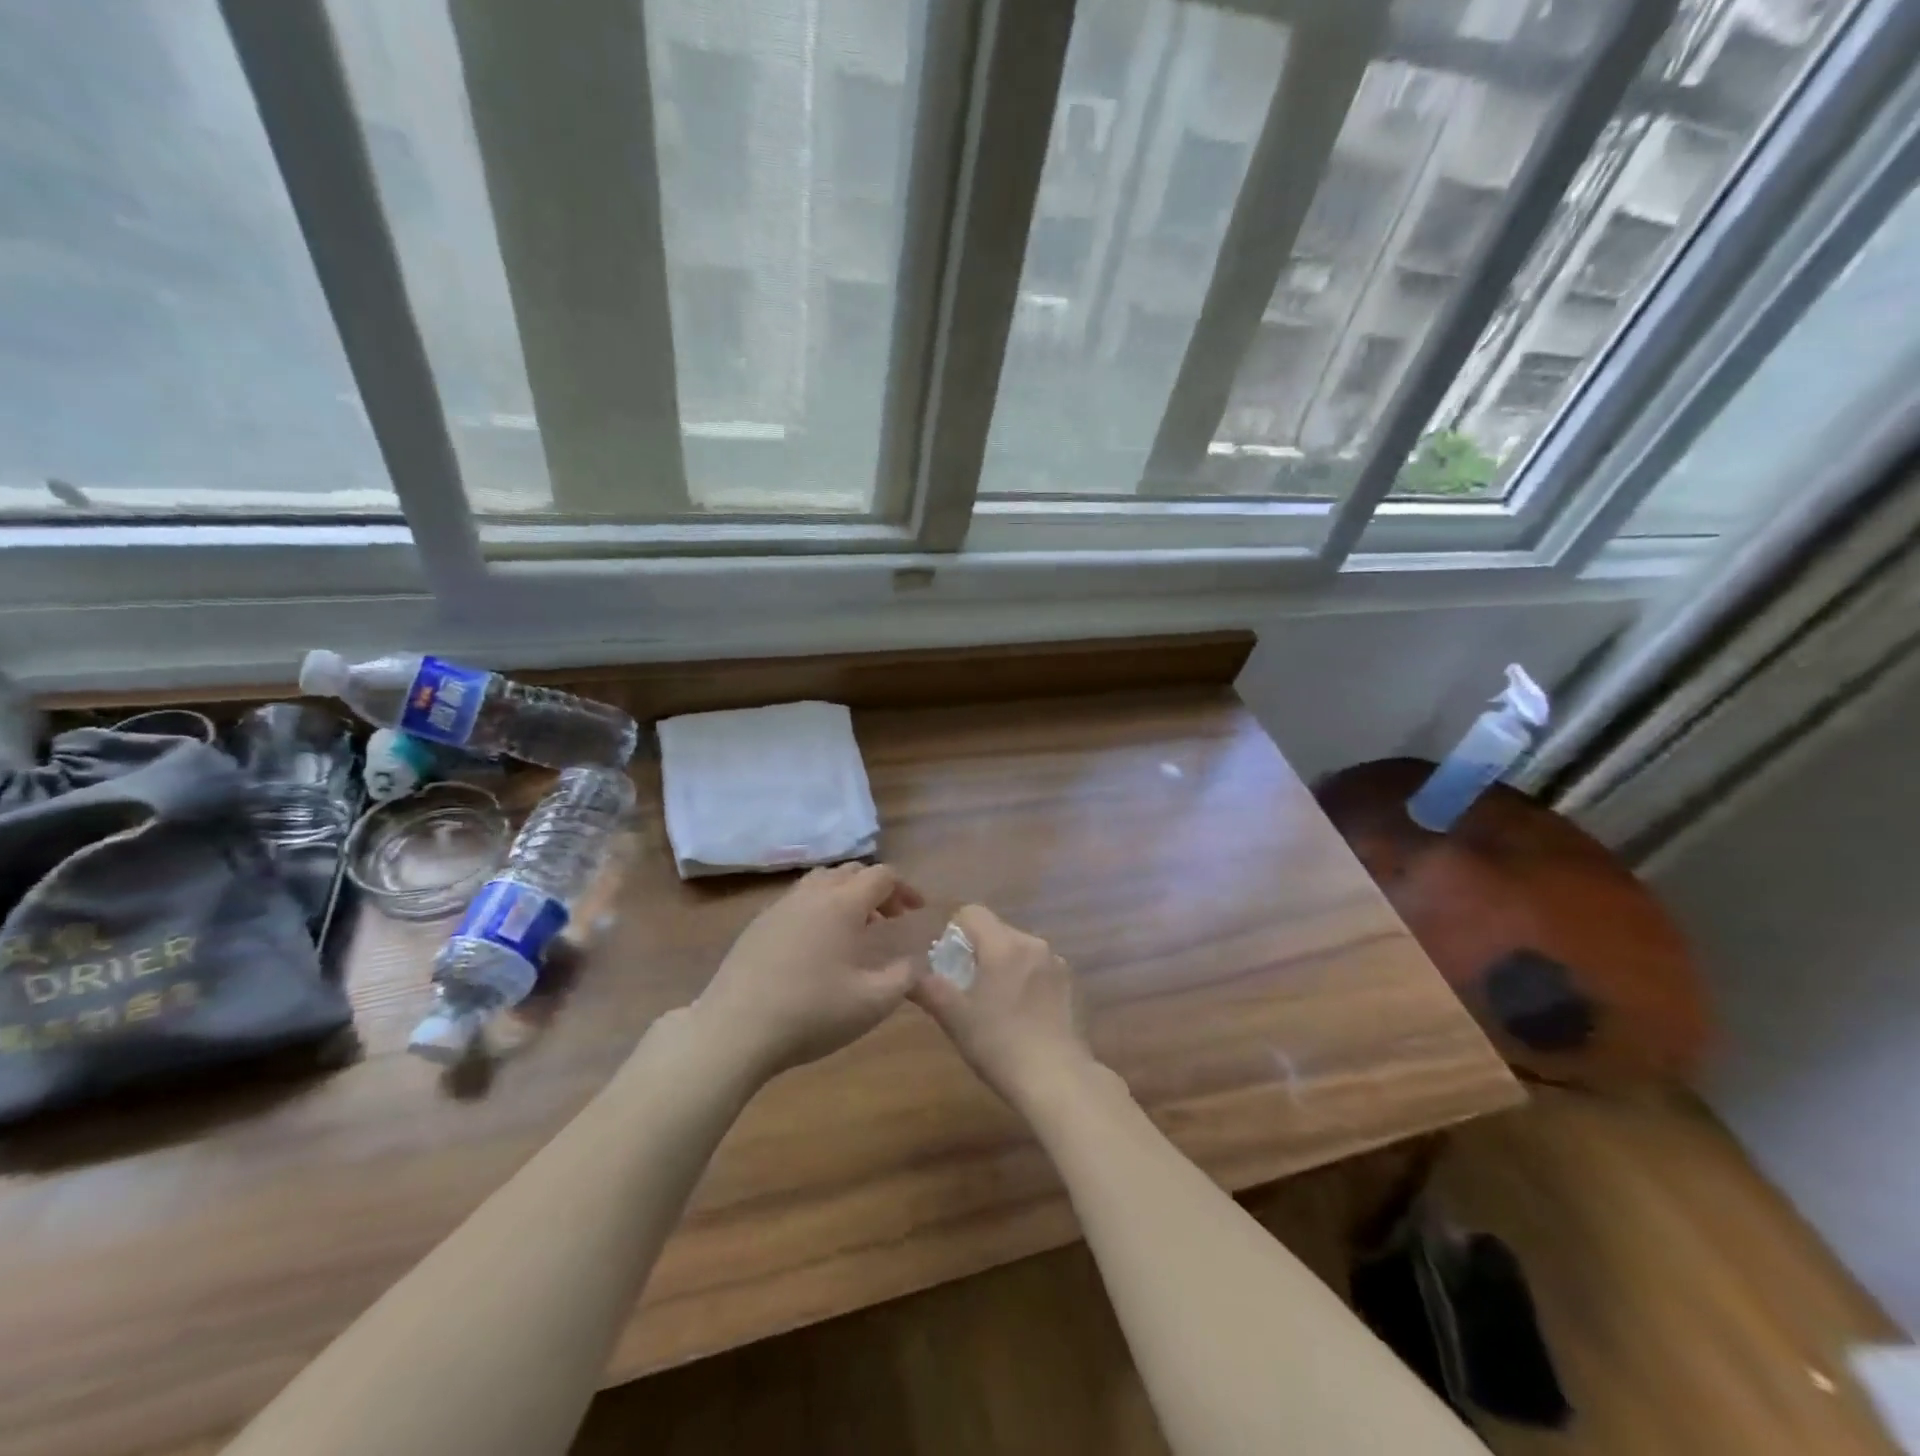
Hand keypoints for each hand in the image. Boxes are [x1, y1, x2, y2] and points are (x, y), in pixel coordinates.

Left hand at [694, 863, 924, 1082]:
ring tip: (856, 927)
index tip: (916, 911)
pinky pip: (798, 900)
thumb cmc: (811, 1013)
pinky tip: (818, 944)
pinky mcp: (758, 924)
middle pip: (852, 872)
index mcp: (843, 904)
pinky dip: (819, 907)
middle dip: (877, 889)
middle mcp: (812, 894)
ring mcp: (780, 906)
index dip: (905, 889)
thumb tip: (916, 962)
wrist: (734, 1030)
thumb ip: (904, 978)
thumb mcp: (872, 1004)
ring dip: (846, 895)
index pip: (882, 876)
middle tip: (891, 919)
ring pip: (821, 881)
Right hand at [911, 904, 1094, 1108]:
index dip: (954, 930)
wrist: (1059, 1080)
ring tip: (995, 1003)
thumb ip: (929, 990)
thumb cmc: (1000, 1045)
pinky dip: (1025, 979)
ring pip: (1019, 949)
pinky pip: (1039, 968)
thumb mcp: (956, 1019)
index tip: (947, 961)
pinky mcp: (1071, 985)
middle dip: (978, 950)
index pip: (972, 912)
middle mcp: (1033, 944)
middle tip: (965, 986)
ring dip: (1004, 964)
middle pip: (997, 930)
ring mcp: (1057, 963)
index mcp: (1004, 945)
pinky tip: (1022, 1014)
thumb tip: (909, 975)